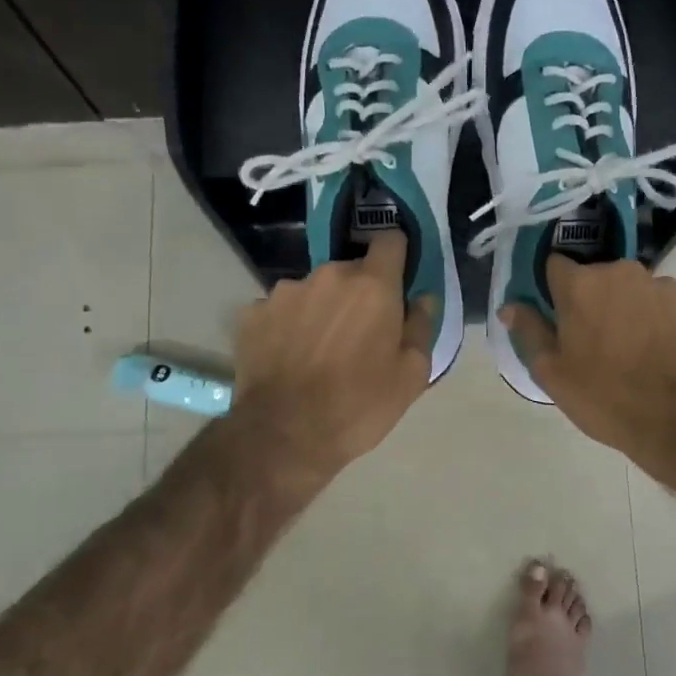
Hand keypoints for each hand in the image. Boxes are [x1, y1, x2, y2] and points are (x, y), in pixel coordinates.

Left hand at [234, 231, 435, 471]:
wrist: (285, 435)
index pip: (391, 240)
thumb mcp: (411, 376)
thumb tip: (423, 298)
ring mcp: (284, 291)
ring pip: (314, 290)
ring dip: (321, 309)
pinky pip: (280, 310)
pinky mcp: (252, 313)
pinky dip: (288, 326)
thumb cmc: (359, 405)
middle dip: (358, 294)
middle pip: (351, 270)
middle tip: (359, 335)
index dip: (397, 257)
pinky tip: (289, 358)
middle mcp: (327, 275)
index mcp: (373, 285)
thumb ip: (421, 327)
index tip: (397, 281)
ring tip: (318, 351)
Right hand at [500, 257, 675, 464]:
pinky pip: (667, 306)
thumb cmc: (603, 397)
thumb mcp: (551, 372)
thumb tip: (509, 306)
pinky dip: (661, 322)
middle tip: (595, 340)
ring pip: (635, 290)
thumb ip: (529, 330)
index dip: (553, 288)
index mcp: (581, 284)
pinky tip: (661, 353)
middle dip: (594, 300)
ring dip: (629, 309)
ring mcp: (664, 286)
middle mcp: (623, 272)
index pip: (555, 264)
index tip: (557, 313)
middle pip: (598, 276)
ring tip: (633, 349)